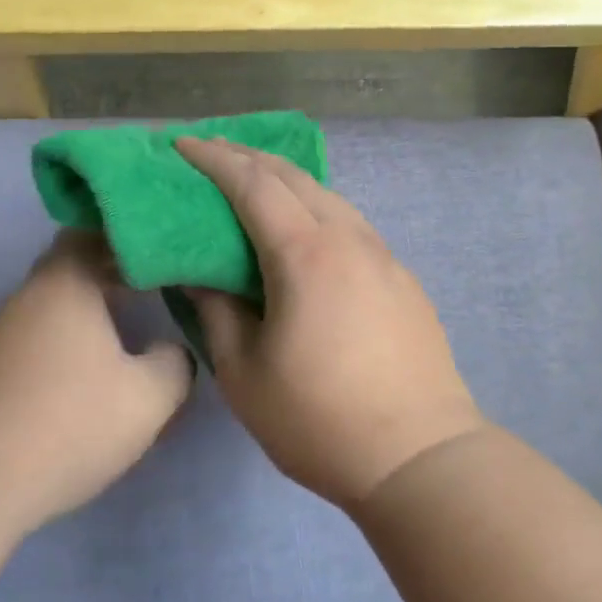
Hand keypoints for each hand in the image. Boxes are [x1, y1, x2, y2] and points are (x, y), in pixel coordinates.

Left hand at [0, 232, 194, 530]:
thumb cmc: (73, 422)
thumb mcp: (150, 396)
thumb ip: (176, 362)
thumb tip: (169, 351)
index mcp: (66, 283)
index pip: (95, 230)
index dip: (133, 236)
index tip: (166, 249)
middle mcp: (31, 296)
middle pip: (76, 263)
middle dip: (118, 269)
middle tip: (161, 281)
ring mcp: (8, 332)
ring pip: (61, 300)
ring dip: (97, 305)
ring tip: (137, 320)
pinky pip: (47, 331)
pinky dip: (77, 334)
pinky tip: (101, 364)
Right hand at [178, 137, 486, 509]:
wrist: (419, 457)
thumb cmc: (319, 421)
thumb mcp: (245, 374)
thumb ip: (218, 312)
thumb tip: (202, 274)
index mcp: (307, 255)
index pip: (253, 185)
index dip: (214, 159)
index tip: (181, 145)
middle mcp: (350, 240)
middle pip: (295, 178)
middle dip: (249, 157)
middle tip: (211, 153)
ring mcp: (384, 258)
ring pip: (330, 197)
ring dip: (287, 181)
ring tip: (254, 183)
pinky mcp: (403, 281)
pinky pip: (351, 225)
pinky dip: (317, 210)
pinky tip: (305, 231)